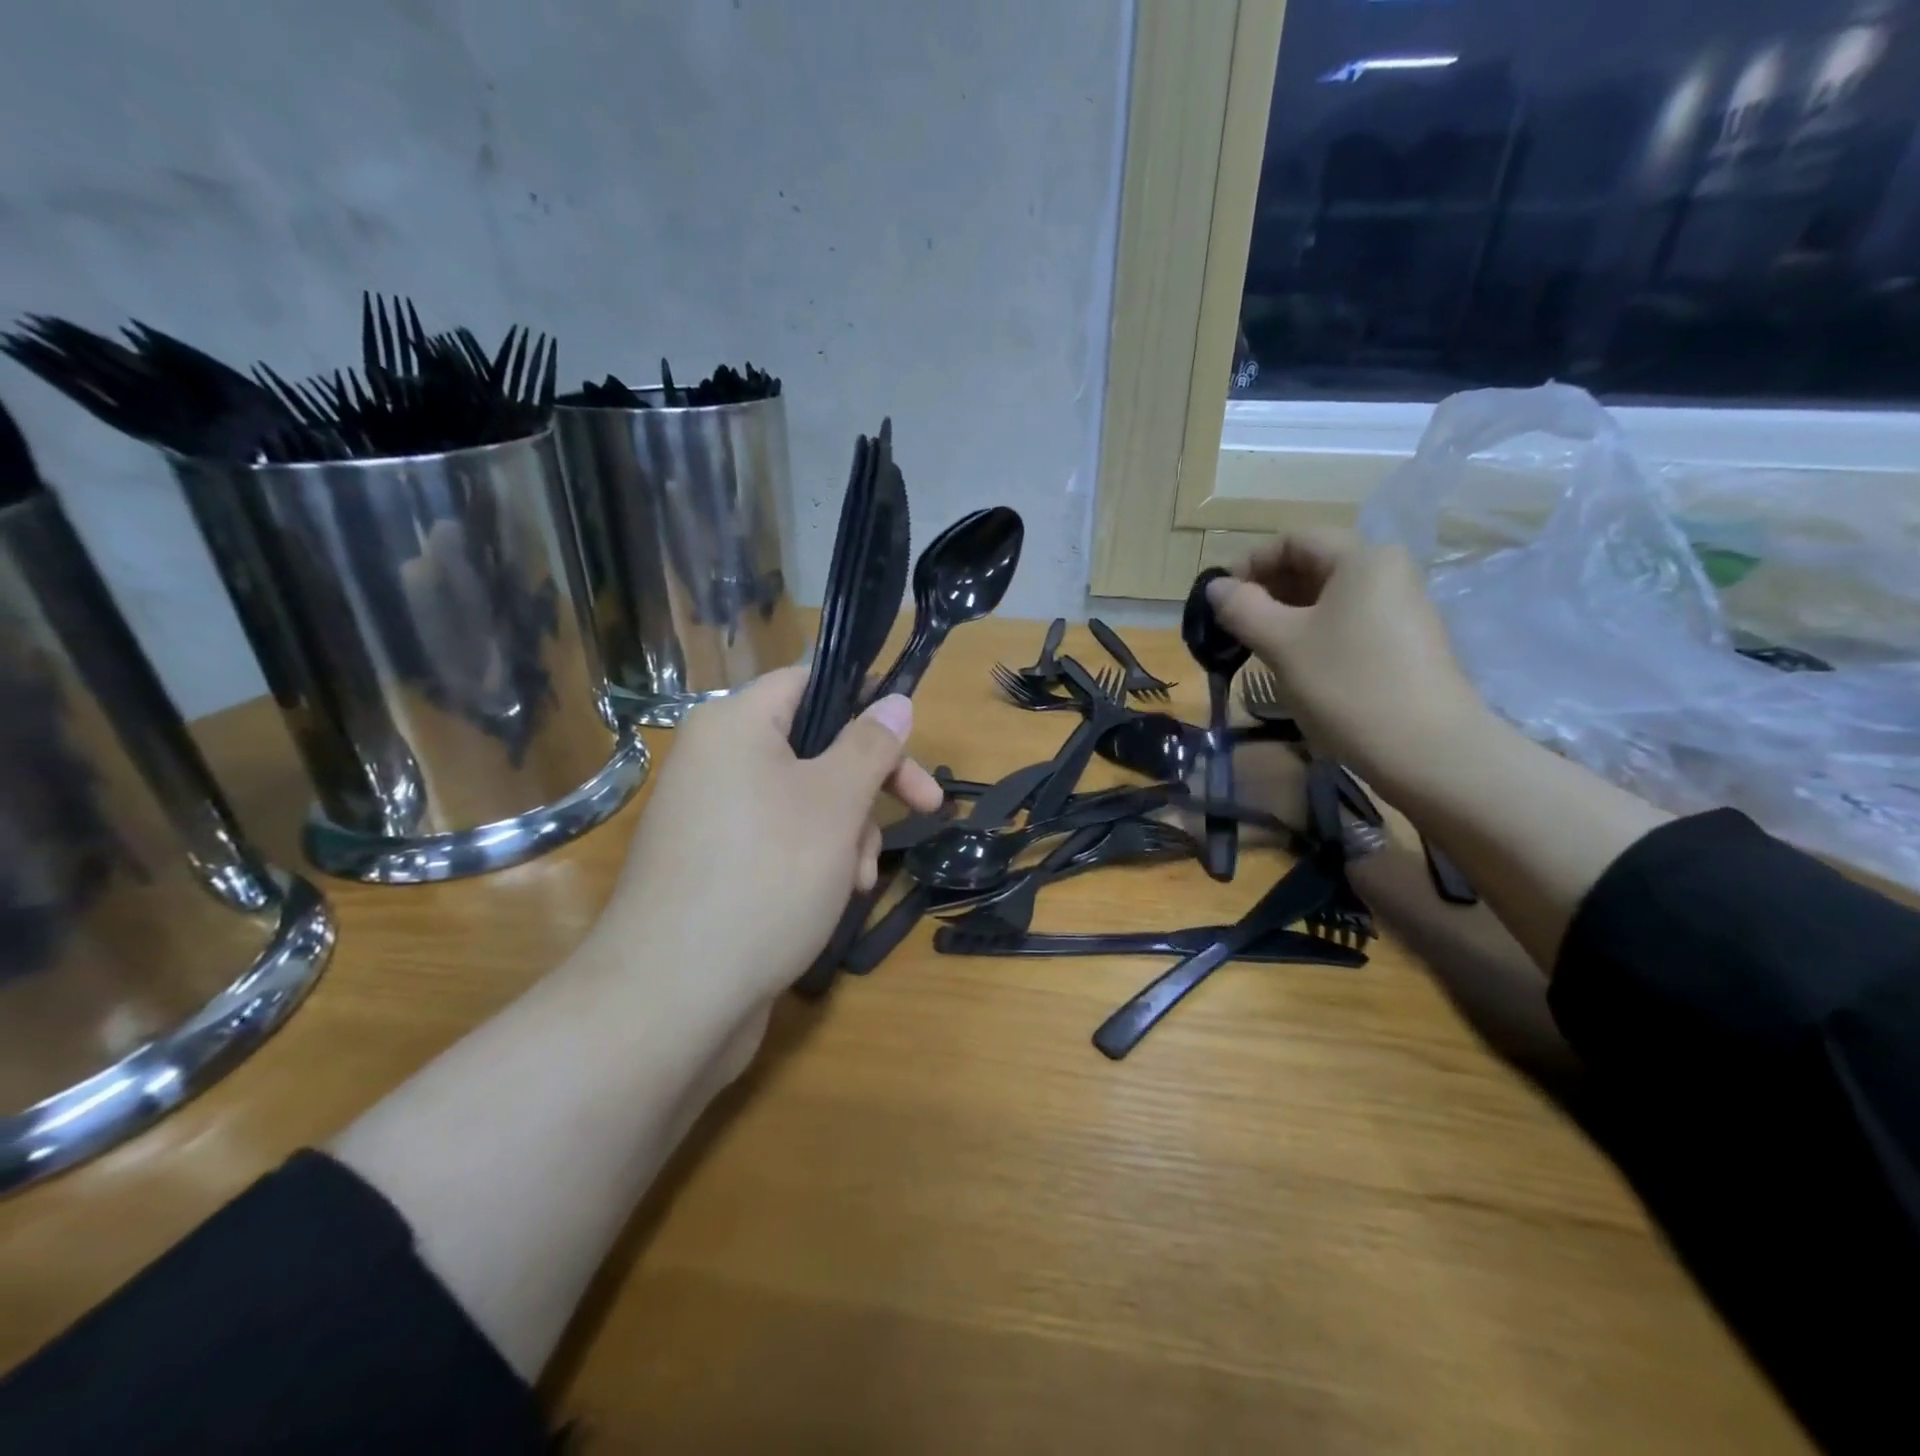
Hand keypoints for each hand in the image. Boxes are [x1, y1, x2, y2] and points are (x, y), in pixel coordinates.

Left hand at [604, 666, 941, 1020]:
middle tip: (925, 808)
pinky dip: (814, 859)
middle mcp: (716, 761)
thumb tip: (895, 700)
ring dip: (847, 831)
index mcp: (735, 725)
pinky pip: (778, 840)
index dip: (864, 700)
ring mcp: (711, 817)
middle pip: (814, 746)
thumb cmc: (766, 876)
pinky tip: (834, 899)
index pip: (809, 681)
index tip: (910, 735)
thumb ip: (871, 745)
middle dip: (869, 784)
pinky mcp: (713, 866)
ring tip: (858, 880)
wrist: (672, 999)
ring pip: (804, 800)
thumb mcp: (835, 803)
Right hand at [1207, 528, 1482, 786]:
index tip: (1220, 599)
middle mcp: (1387, 572)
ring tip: (1256, 646)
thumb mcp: (1282, 644)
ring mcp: (1400, 609)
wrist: (1426, 750)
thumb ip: (1242, 608)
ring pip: (1328, 597)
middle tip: (1233, 625)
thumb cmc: (1347, 684)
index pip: (1294, 540)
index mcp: (1362, 558)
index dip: (1250, 562)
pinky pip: (1346, 622)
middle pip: (1314, 564)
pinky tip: (1294, 664)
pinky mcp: (1402, 643)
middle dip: (1267, 589)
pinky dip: (1312, 633)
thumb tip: (1216, 586)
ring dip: (1285, 614)